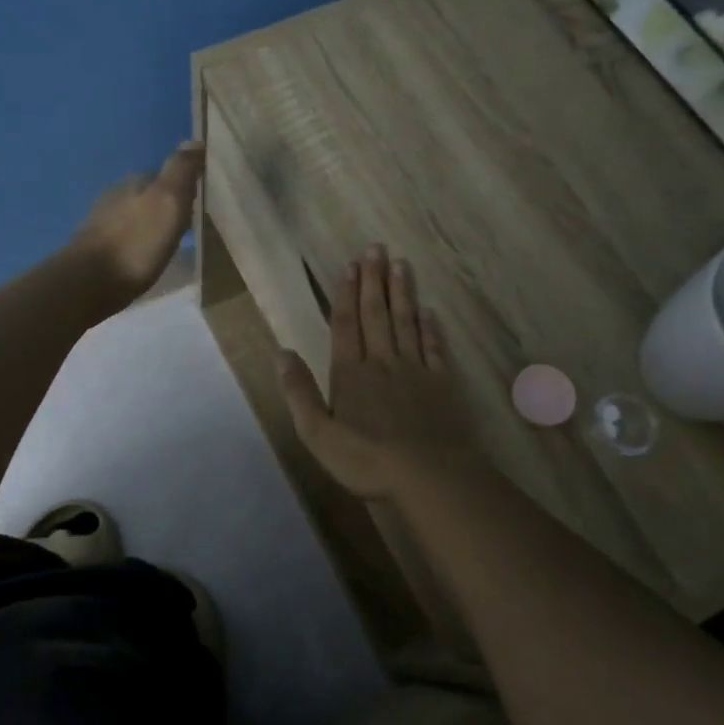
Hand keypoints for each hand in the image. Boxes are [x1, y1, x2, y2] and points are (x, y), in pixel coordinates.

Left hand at [67, 141, 204, 304]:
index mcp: (135, 182)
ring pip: (134, 215)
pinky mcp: (94, 248)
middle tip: (186, 225)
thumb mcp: (168, 202)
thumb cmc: (136, 242)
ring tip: (167, 243)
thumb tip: (195, 140)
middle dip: (165, 205)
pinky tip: (143, 257)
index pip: (165, 174)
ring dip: (150, 225)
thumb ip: (180, 171)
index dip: (183, 187)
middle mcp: (115, 195)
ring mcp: (101, 221)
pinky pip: (123, 237)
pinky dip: (136, 242)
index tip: (198, 202)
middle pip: (148, 195)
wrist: (88, 282)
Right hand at [278, 245, 485, 501]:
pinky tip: (429, 311)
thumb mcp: (317, 433)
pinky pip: (434, 347)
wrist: (428, 476)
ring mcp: (415, 370)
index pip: (346, 324)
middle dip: (375, 280)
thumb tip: (281, 352)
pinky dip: (430, 326)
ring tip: (401, 264)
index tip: (351, 265)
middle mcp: (382, 362)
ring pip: (406, 322)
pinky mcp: (441, 383)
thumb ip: (299, 392)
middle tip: (376, 248)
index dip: (346, 293)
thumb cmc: (366, 459)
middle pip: (377, 314)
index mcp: (350, 373)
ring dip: (402, 292)